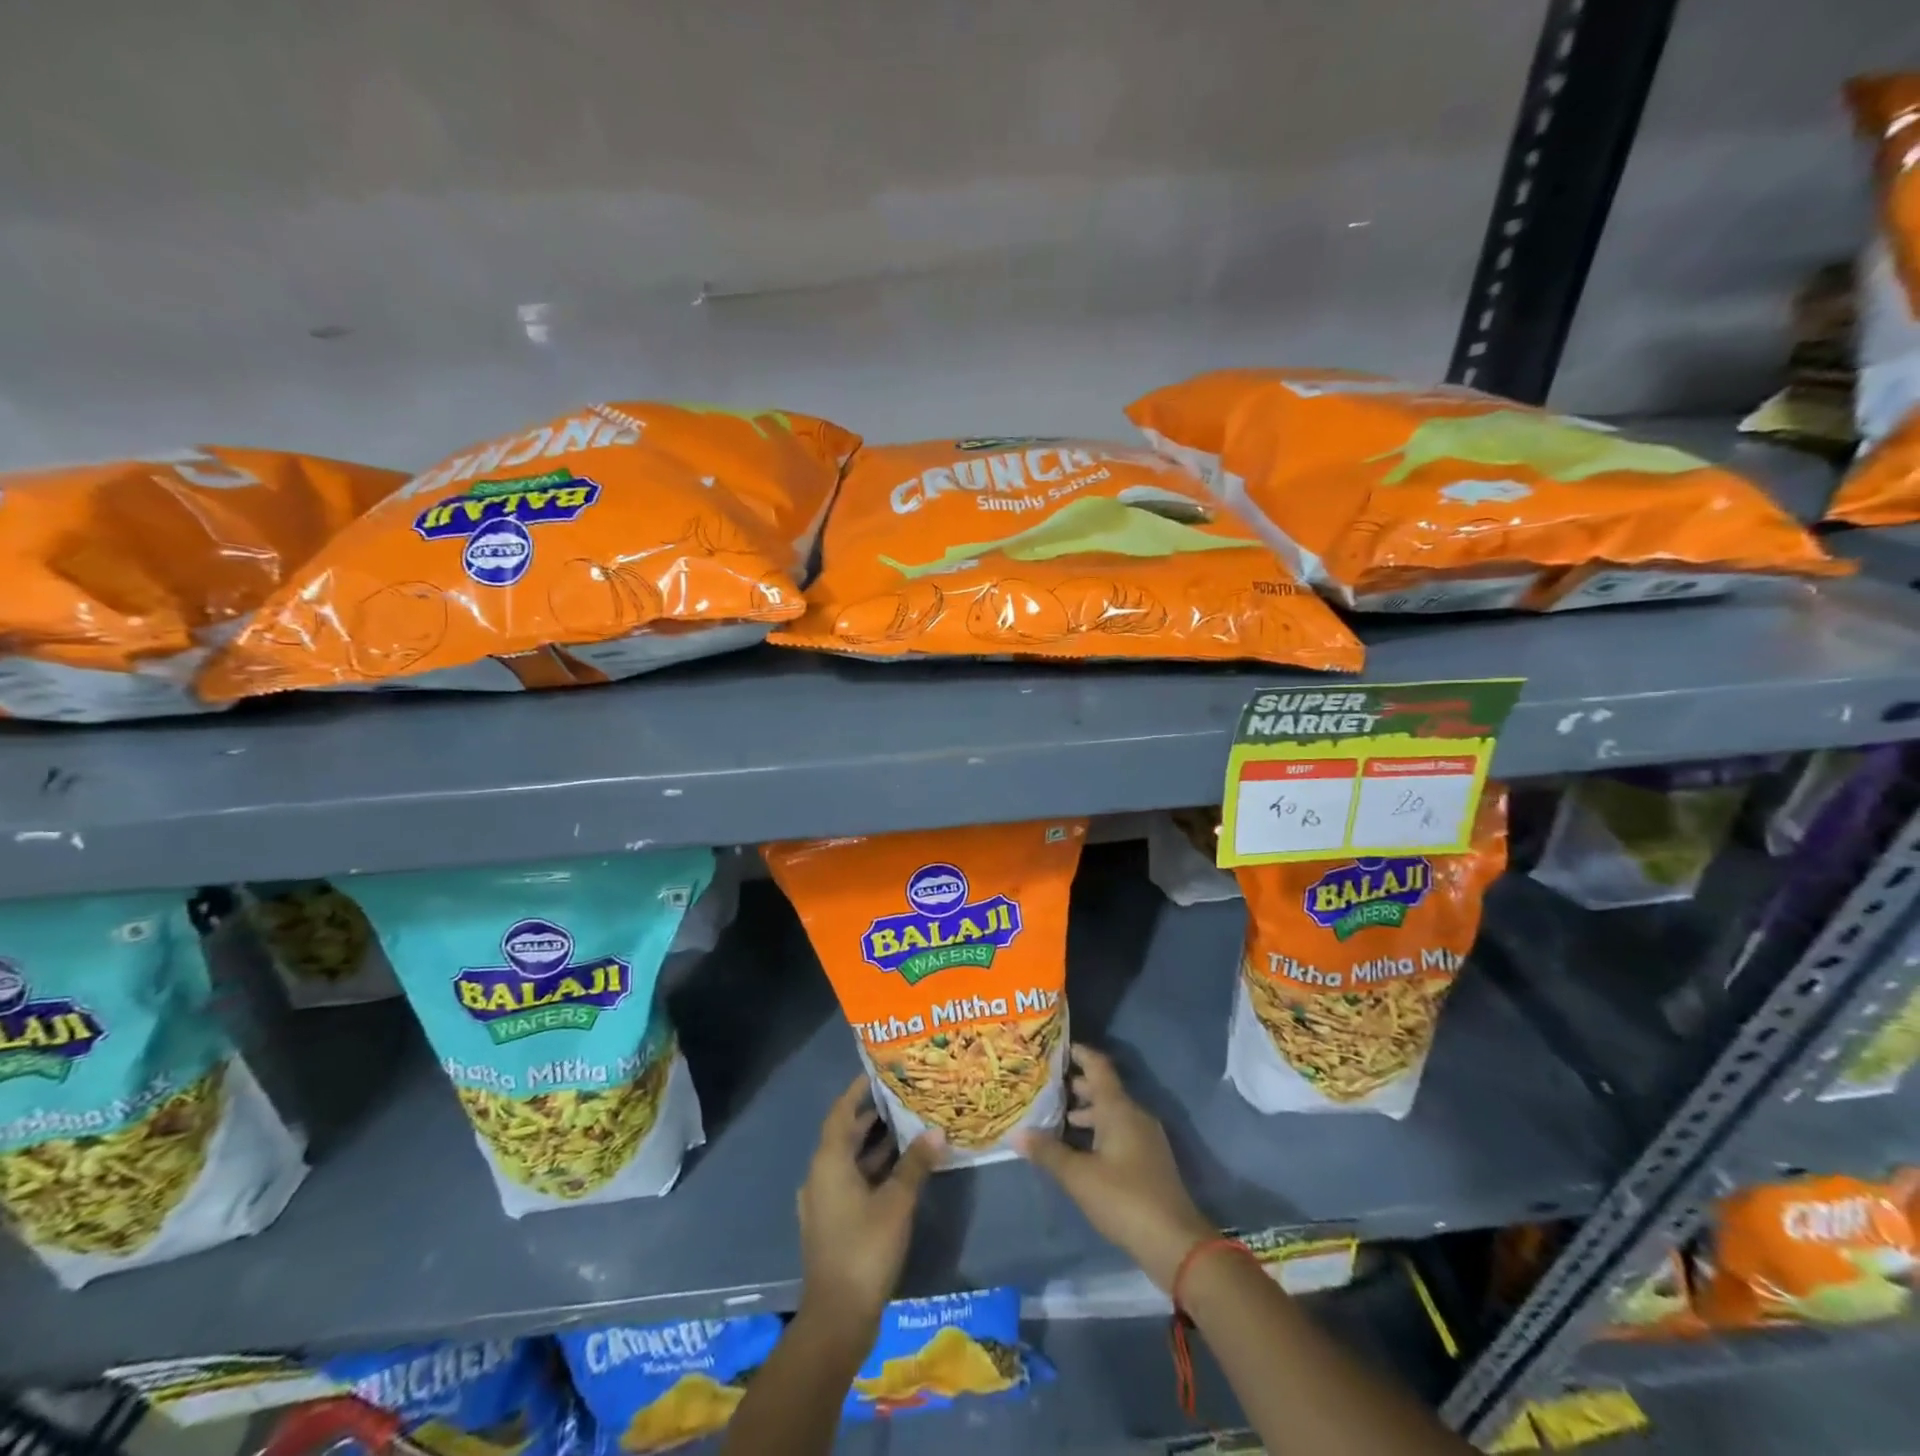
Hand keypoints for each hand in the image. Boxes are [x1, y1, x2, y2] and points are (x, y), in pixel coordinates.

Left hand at [797, 1076, 945, 1341]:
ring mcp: (824, 1201)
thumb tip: (936, 1131)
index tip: (880, 1073)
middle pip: (846, 1134)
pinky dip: (873, 1170)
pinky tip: (902, 1171)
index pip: (841, 1112)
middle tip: (906, 1098)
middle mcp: (821, 1175)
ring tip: (910, 1128)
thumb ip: (915, 1164)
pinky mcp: (832, 1222)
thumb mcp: (896, 1202)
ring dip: (876, 1145)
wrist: (837, 1318)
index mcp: (829, 1162)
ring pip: (850, 1160)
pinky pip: (852, 1182)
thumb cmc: (865, 1249)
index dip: (859, 1091)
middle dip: (874, 1117)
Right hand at [1016, 1043, 1213, 1290]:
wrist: (1175, 1243)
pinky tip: (1079, 1149)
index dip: (1078, 1053)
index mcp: (1119, 1108)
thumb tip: (1017, 1134)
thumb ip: (1048, 1153)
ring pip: (1111, 1113)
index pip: (1098, 1066)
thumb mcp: (1079, 1177)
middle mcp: (1134, 1115)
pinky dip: (1097, 1131)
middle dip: (1075, 1086)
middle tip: (1044, 1086)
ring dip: (1085, 1112)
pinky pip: (1119, 1131)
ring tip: (1055, 1118)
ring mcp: (1145, 1138)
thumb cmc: (1124, 1199)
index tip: (1054, 1048)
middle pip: (1103, 1089)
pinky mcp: (1149, 1160)